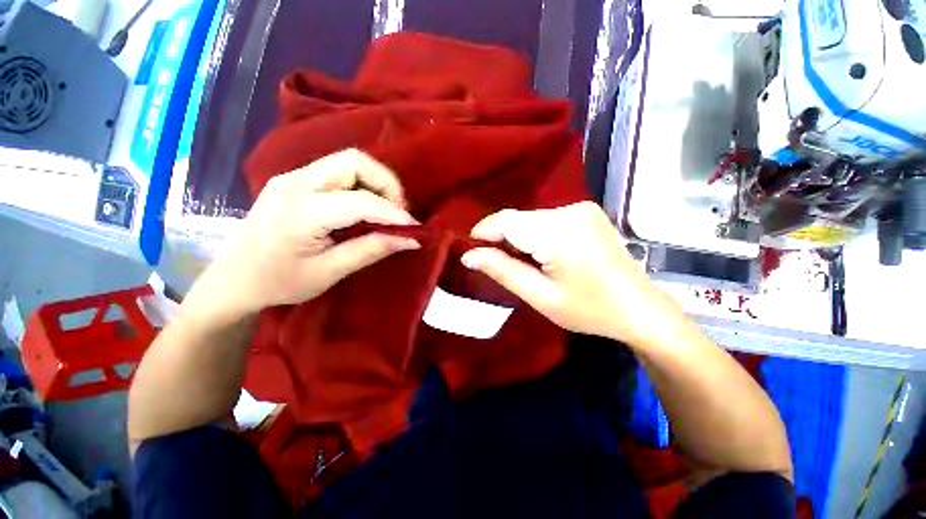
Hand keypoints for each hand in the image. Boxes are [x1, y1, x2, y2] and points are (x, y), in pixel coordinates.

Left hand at [206, 149, 419, 315]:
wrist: (233, 278)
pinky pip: (338, 170)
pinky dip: (361, 184)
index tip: (414, 228)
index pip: (359, 201)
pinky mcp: (294, 179)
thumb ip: (371, 251)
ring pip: (348, 161)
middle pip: (353, 161)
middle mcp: (294, 183)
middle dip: (386, 184)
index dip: (393, 213)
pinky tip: (364, 207)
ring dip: (375, 182)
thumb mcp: (329, 273)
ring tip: (385, 210)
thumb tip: (410, 239)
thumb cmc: (278, 283)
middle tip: (398, 213)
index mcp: (298, 214)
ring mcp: (291, 176)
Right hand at [460, 202, 683, 345]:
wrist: (640, 308)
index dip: (484, 231)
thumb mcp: (541, 297)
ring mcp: (581, 209)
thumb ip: (503, 271)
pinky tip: (542, 254)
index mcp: (559, 234)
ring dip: (519, 237)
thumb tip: (469, 255)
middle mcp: (570, 211)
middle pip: (519, 219)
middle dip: (502, 238)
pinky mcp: (587, 212)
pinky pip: (547, 219)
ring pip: (531, 218)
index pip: (507, 221)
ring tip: (522, 262)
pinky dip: (535, 233)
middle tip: (496, 263)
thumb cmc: (590, 310)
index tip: (471, 249)